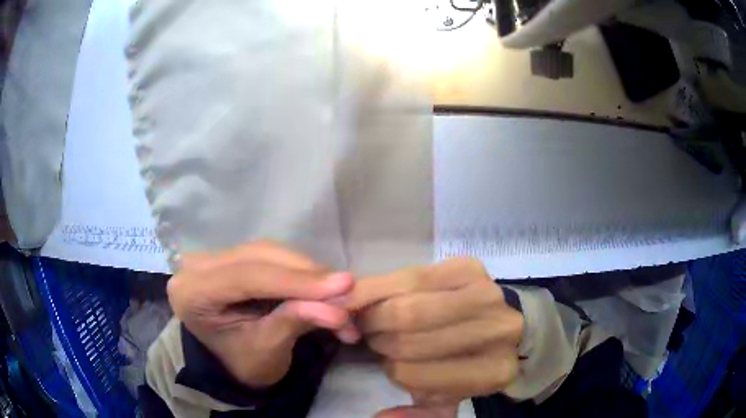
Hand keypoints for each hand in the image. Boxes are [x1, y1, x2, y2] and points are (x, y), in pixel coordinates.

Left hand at [167, 241, 358, 387]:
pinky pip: (271, 256)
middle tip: (348, 290)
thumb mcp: (269, 350)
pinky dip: (301, 271)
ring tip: (340, 294)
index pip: (247, 276)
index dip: (297, 280)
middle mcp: (196, 266)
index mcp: (192, 293)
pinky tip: (323, 286)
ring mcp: (213, 257)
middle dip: (308, 275)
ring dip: (308, 272)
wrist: (232, 364)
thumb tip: (341, 309)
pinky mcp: (231, 257)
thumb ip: (297, 322)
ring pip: (269, 252)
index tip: (345, 285)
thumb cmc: (244, 364)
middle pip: (260, 257)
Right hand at [348, 258, 522, 417]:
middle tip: (369, 333)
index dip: (388, 366)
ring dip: (376, 313)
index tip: (380, 357)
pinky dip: (381, 287)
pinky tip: (377, 296)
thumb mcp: (446, 395)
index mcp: (492, 373)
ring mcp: (487, 295)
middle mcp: (498, 333)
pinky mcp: (470, 266)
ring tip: (374, 316)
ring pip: (406, 307)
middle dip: (377, 335)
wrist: (496, 319)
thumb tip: (380, 416)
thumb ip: (419, 414)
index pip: (412, 375)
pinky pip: (410, 277)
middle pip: (409, 340)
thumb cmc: (467, 360)